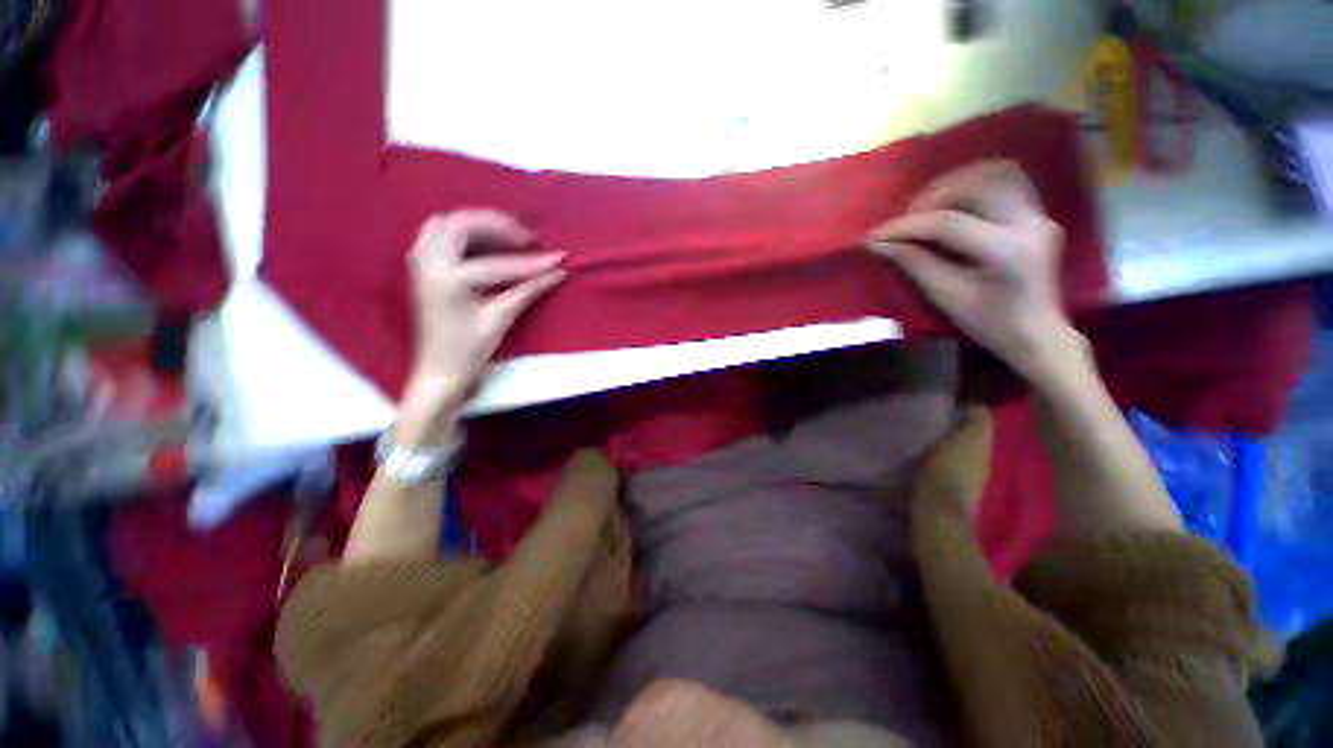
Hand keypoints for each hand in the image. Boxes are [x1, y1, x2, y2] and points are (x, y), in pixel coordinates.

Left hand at [399, 210, 564, 442]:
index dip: (532, 262)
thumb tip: (558, 272)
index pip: (498, 264)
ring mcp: (421, 262)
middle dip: (499, 226)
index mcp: (448, 280)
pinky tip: (484, 242)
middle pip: (462, 224)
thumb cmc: (468, 350)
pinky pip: (438, 233)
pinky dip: (463, 232)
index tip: (558, 258)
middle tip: (528, 239)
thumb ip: (528, 290)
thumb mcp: (500, 319)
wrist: (438, 370)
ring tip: (509, 236)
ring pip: (447, 223)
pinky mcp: (422, 266)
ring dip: (479, 224)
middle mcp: (428, 262)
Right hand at [866, 160, 1078, 381]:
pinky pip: (1007, 181)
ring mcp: (1038, 214)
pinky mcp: (1038, 213)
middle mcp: (1028, 222)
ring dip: (953, 185)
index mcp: (1006, 251)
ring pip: (995, 173)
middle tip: (903, 221)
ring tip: (926, 208)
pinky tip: (954, 202)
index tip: (874, 235)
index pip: (948, 223)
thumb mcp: (945, 296)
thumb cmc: (988, 323)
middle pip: (975, 186)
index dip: (906, 226)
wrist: (1037, 334)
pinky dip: (975, 185)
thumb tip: (878, 243)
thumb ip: (913, 263)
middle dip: (930, 198)